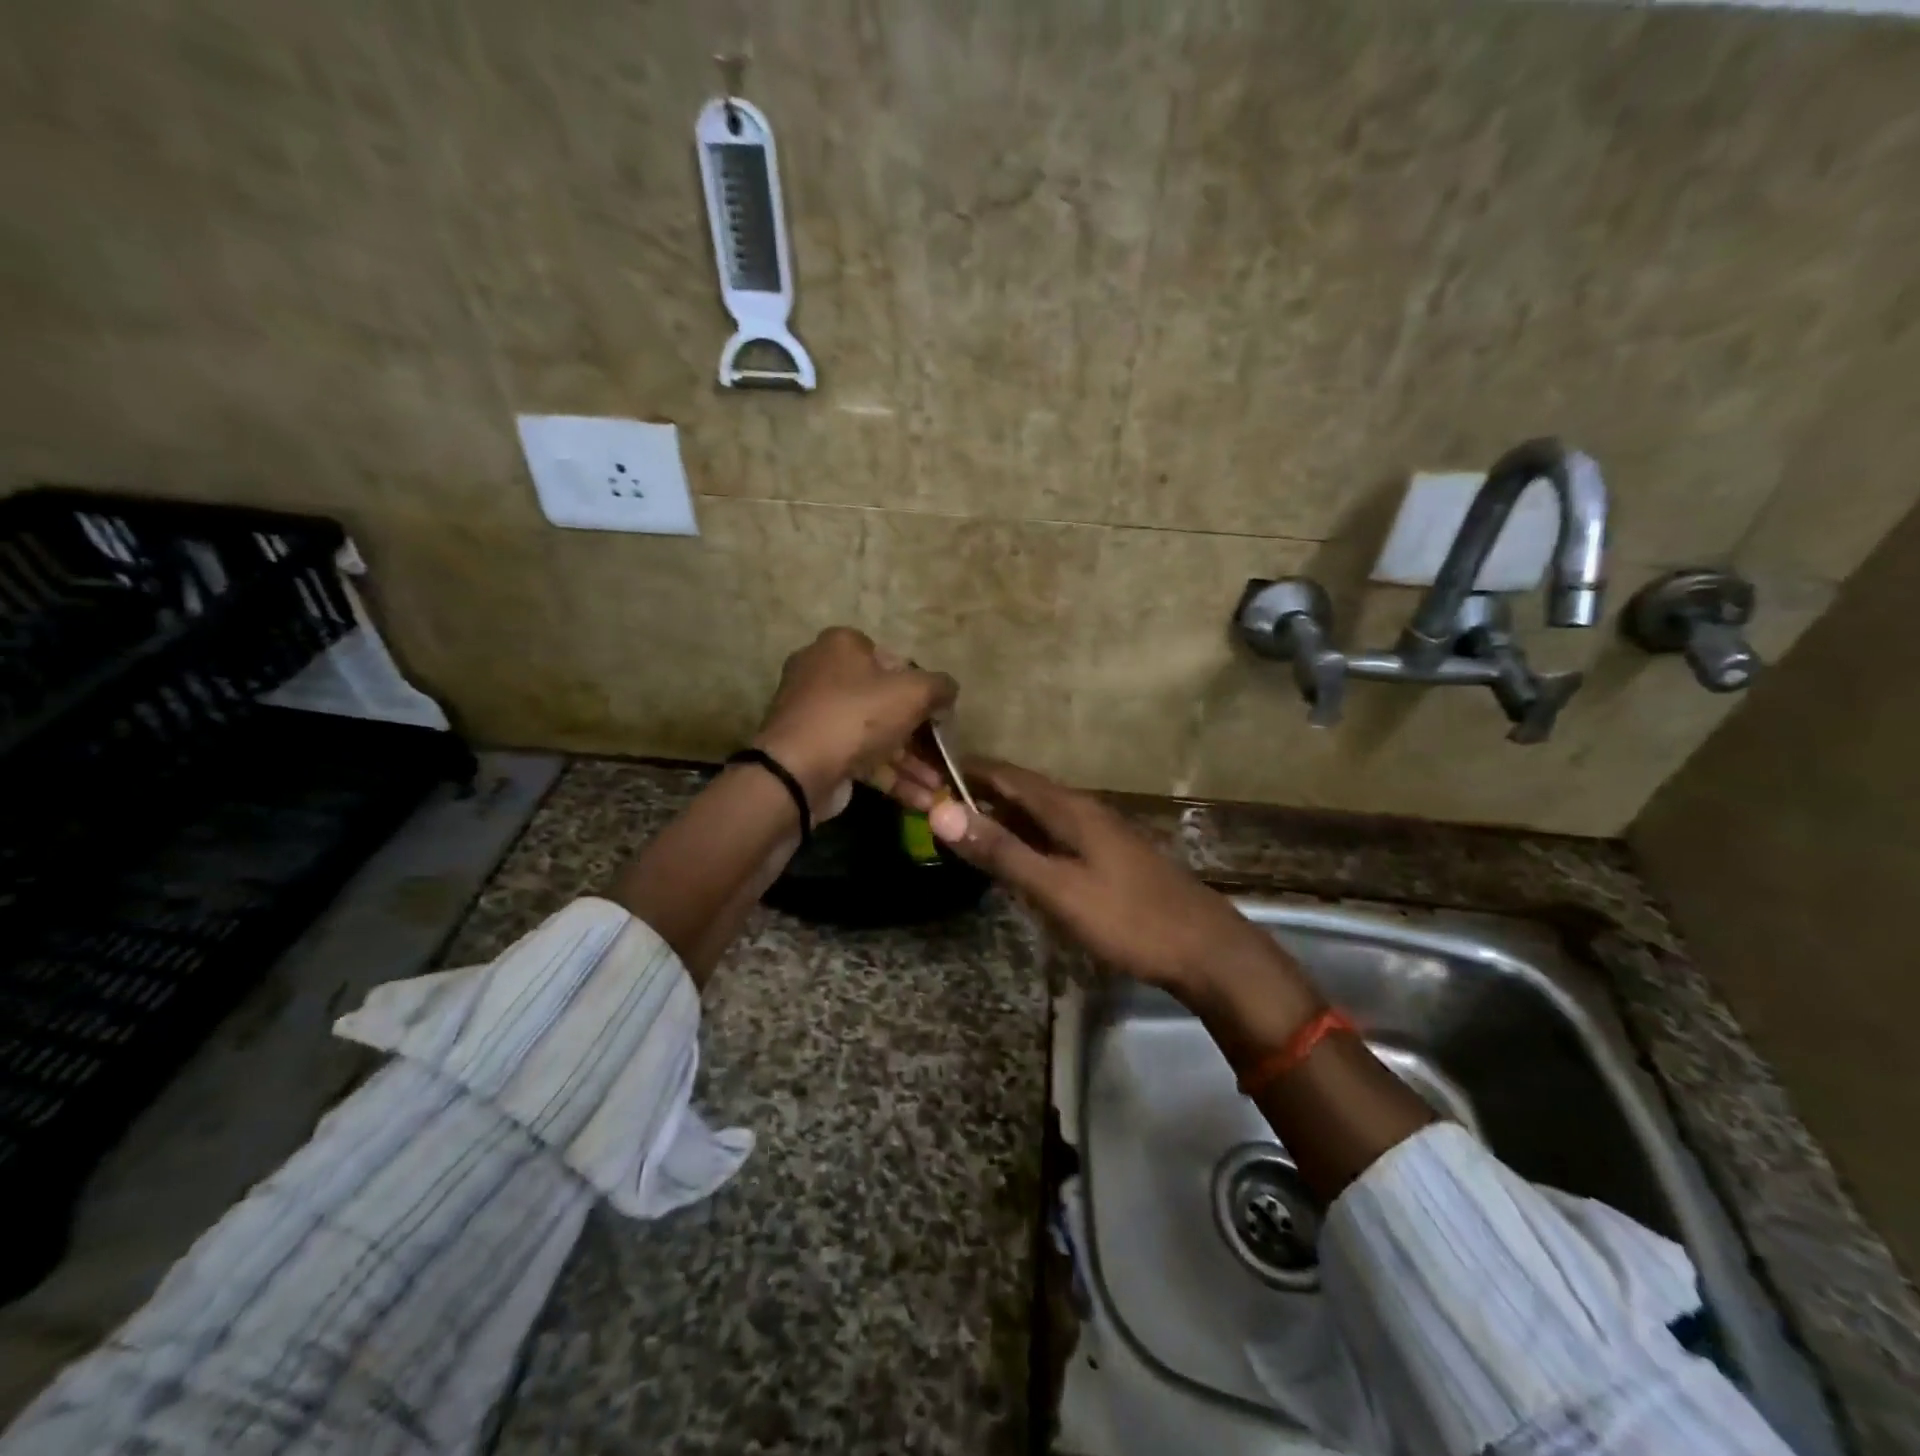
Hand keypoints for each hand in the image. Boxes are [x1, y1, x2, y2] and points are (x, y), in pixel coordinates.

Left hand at [753, 627, 957, 817]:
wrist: (798, 771)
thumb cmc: (858, 716)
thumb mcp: (913, 692)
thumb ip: (940, 687)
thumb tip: (948, 691)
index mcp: (842, 646)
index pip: (893, 660)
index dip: (921, 686)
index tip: (940, 712)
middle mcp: (823, 674)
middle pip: (884, 701)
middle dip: (920, 734)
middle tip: (944, 752)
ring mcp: (817, 716)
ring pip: (875, 735)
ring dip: (911, 762)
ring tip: (940, 785)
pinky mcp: (817, 753)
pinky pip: (861, 760)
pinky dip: (892, 777)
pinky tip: (923, 799)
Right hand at [903, 758, 1303, 1007]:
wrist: (1204, 949)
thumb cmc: (1127, 918)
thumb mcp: (1056, 888)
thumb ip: (1002, 851)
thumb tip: (943, 812)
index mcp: (1069, 808)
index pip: (1007, 775)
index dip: (967, 771)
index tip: (927, 772)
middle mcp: (1084, 810)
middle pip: (1023, 791)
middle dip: (980, 794)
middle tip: (936, 805)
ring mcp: (1100, 833)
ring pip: (1040, 814)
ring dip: (1003, 816)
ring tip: (965, 829)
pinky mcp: (1109, 856)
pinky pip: (1056, 835)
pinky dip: (1027, 837)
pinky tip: (1018, 858)